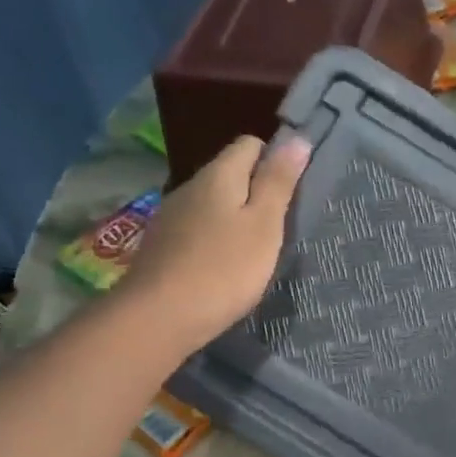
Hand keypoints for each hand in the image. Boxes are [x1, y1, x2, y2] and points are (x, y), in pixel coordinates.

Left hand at [121, 133, 311, 353]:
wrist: (159, 317)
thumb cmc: (225, 269)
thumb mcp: (264, 224)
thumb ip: (279, 182)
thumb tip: (297, 139)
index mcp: (219, 174)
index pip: (250, 144)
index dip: (275, 160)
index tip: (292, 191)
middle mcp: (190, 186)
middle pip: (230, 173)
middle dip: (255, 190)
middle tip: (280, 226)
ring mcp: (171, 216)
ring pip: (212, 202)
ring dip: (234, 216)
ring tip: (254, 249)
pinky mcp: (161, 245)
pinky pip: (197, 228)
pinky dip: (214, 238)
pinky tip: (223, 266)